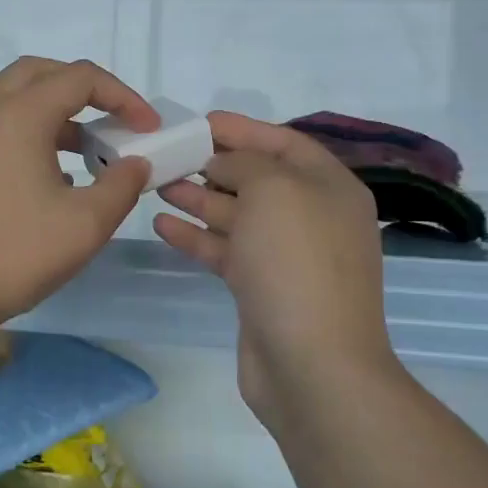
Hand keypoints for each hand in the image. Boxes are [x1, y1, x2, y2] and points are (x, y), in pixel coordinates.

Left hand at [0, 58, 156, 334]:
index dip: (123, 96)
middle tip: (112, 118)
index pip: (80, 78)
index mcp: (19, 116)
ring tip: (89, 150)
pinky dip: (32, 132)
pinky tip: (53, 176)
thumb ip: (121, 186)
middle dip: (84, 88)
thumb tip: (136, 164)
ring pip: (16, 99)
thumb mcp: (85, 224)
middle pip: (41, 73)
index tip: (148, 128)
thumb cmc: (13, 254)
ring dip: (56, 111)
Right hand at [155, 112, 397, 424]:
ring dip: (198, 198)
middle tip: (169, 155)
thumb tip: (223, 165)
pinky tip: (162, 225)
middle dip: (214, 165)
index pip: (285, 143)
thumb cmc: (296, 262)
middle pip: (258, 179)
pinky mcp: (261, 288)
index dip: (243, 129)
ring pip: (237, 216)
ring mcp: (287, 256)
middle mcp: (312, 217)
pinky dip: (196, 237)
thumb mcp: (273, 190)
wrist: (312, 364)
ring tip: (157, 184)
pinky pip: (226, 250)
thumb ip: (244, 163)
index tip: (200, 123)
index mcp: (330, 187)